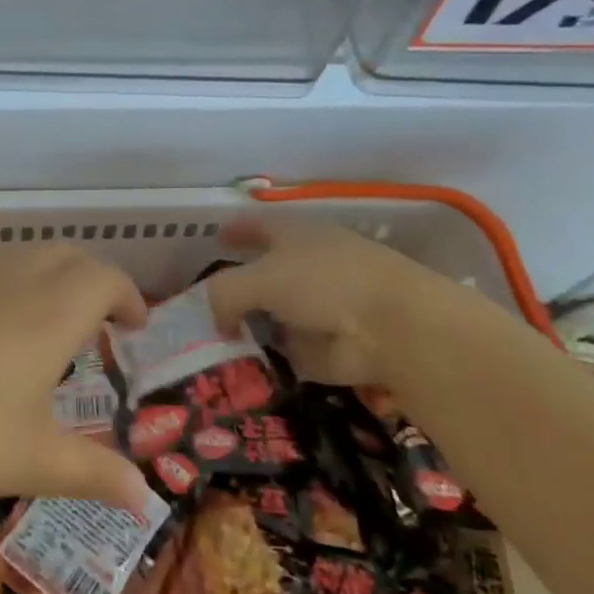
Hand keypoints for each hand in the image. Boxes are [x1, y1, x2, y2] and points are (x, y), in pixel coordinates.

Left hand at [0, 245, 151, 511]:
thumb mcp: (34, 462)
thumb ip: (96, 474)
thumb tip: (146, 499)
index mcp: (50, 316)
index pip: (104, 278)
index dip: (129, 295)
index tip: (136, 328)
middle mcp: (16, 289)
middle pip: (69, 256)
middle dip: (96, 279)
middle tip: (105, 323)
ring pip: (28, 259)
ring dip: (56, 278)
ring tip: (58, 328)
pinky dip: (19, 289)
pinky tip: (2, 342)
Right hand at [203, 218, 493, 391]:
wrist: (393, 329)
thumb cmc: (325, 283)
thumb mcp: (259, 277)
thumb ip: (224, 292)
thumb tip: (217, 319)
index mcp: (295, 234)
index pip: (258, 225)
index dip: (236, 230)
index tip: (215, 236)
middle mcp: (307, 266)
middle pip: (262, 273)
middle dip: (236, 286)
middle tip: (200, 303)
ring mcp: (318, 308)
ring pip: (272, 314)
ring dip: (249, 326)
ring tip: (209, 341)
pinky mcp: (326, 347)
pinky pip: (285, 350)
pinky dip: (266, 358)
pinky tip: (237, 368)